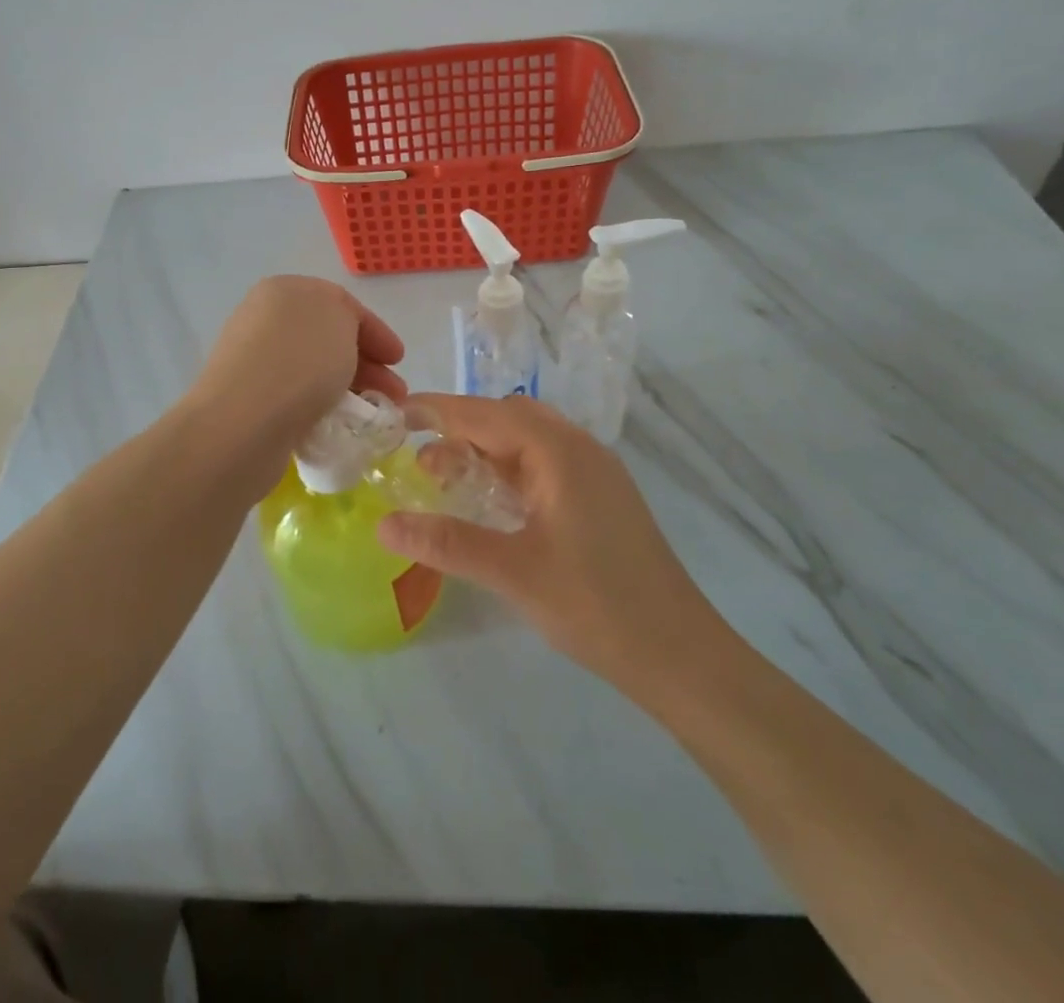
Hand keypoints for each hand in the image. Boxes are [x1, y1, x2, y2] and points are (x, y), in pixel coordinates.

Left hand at [185, 277, 406, 478]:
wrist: (242, 422)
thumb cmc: (299, 361)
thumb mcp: (340, 320)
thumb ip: (348, 319)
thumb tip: (340, 342)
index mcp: (283, 290)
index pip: (341, 303)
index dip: (376, 330)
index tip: (399, 360)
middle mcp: (263, 319)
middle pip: (328, 338)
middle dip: (367, 364)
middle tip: (394, 394)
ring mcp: (253, 361)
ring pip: (315, 370)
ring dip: (349, 388)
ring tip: (374, 415)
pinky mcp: (248, 401)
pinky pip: (297, 397)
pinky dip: (323, 406)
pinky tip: (339, 423)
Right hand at [378, 394, 728, 686]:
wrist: (679, 653)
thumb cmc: (595, 604)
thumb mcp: (511, 572)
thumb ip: (446, 542)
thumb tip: (383, 525)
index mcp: (559, 451)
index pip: (485, 413)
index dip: (438, 410)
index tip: (396, 415)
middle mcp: (579, 448)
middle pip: (508, 418)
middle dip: (460, 430)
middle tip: (420, 463)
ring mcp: (595, 473)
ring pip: (528, 441)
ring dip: (486, 451)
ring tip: (447, 481)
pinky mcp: (602, 498)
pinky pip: (545, 465)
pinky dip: (510, 471)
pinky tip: (493, 504)